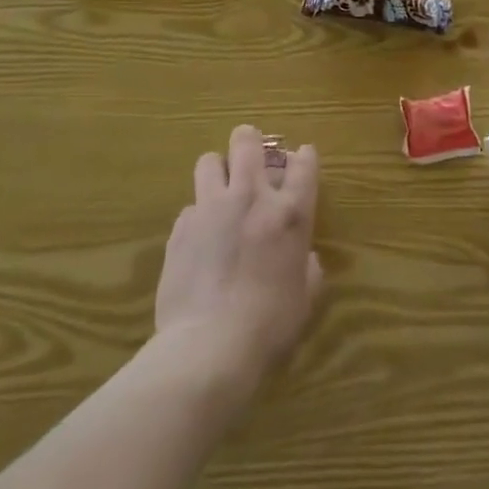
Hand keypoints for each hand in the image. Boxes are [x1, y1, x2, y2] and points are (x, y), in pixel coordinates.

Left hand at [154, 125, 324, 400]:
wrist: (209, 347)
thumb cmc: (269, 326)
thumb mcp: (304, 299)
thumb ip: (307, 270)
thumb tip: (305, 260)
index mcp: (290, 213)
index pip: (304, 164)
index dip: (304, 156)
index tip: (302, 157)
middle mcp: (251, 197)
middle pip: (247, 142)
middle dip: (249, 140)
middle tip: (250, 154)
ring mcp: (212, 208)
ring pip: (209, 161)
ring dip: (217, 170)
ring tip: (219, 188)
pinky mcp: (181, 228)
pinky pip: (189, 207)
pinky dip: (197, 216)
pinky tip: (198, 238)